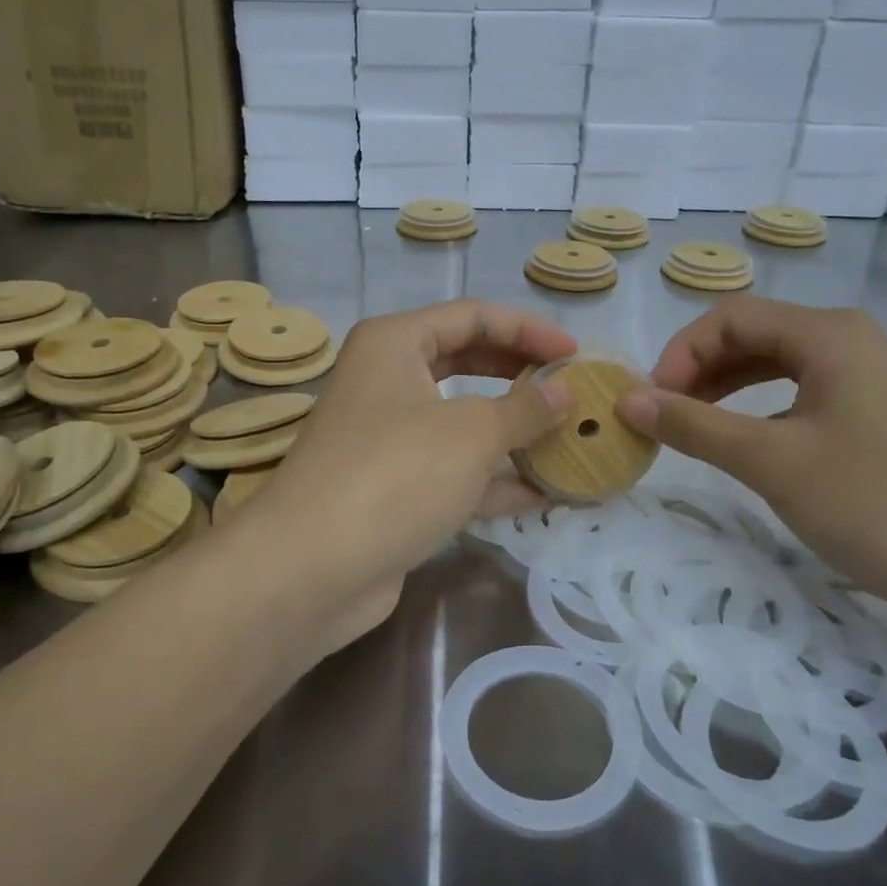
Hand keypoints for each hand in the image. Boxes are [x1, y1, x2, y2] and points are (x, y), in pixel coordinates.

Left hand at [233, 300, 575, 652]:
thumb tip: (564, 392)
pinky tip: (543, 493)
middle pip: (466, 362)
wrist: (311, 569)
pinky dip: (494, 479)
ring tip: (568, 438)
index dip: (528, 330)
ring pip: (462, 420)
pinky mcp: (394, 488)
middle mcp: (387, 381)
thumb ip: (524, 409)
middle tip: (570, 390)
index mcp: (394, 344)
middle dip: (520, 376)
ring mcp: (388, 437)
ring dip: (513, 431)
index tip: (575, 355)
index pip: (472, 317)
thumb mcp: (471, 433)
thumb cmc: (395, 473)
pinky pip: (454, 470)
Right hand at [619, 297, 886, 621]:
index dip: (680, 353)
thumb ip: (694, 426)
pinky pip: (803, 393)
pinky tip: (748, 444)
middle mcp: (850, 340)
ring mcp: (870, 377)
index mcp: (828, 334)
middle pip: (753, 335)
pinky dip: (762, 409)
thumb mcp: (771, 462)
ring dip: (727, 389)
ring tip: (694, 429)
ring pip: (778, 365)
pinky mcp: (880, 413)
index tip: (652, 404)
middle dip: (700, 370)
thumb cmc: (876, 504)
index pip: (730, 317)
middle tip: (666, 418)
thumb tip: (627, 399)